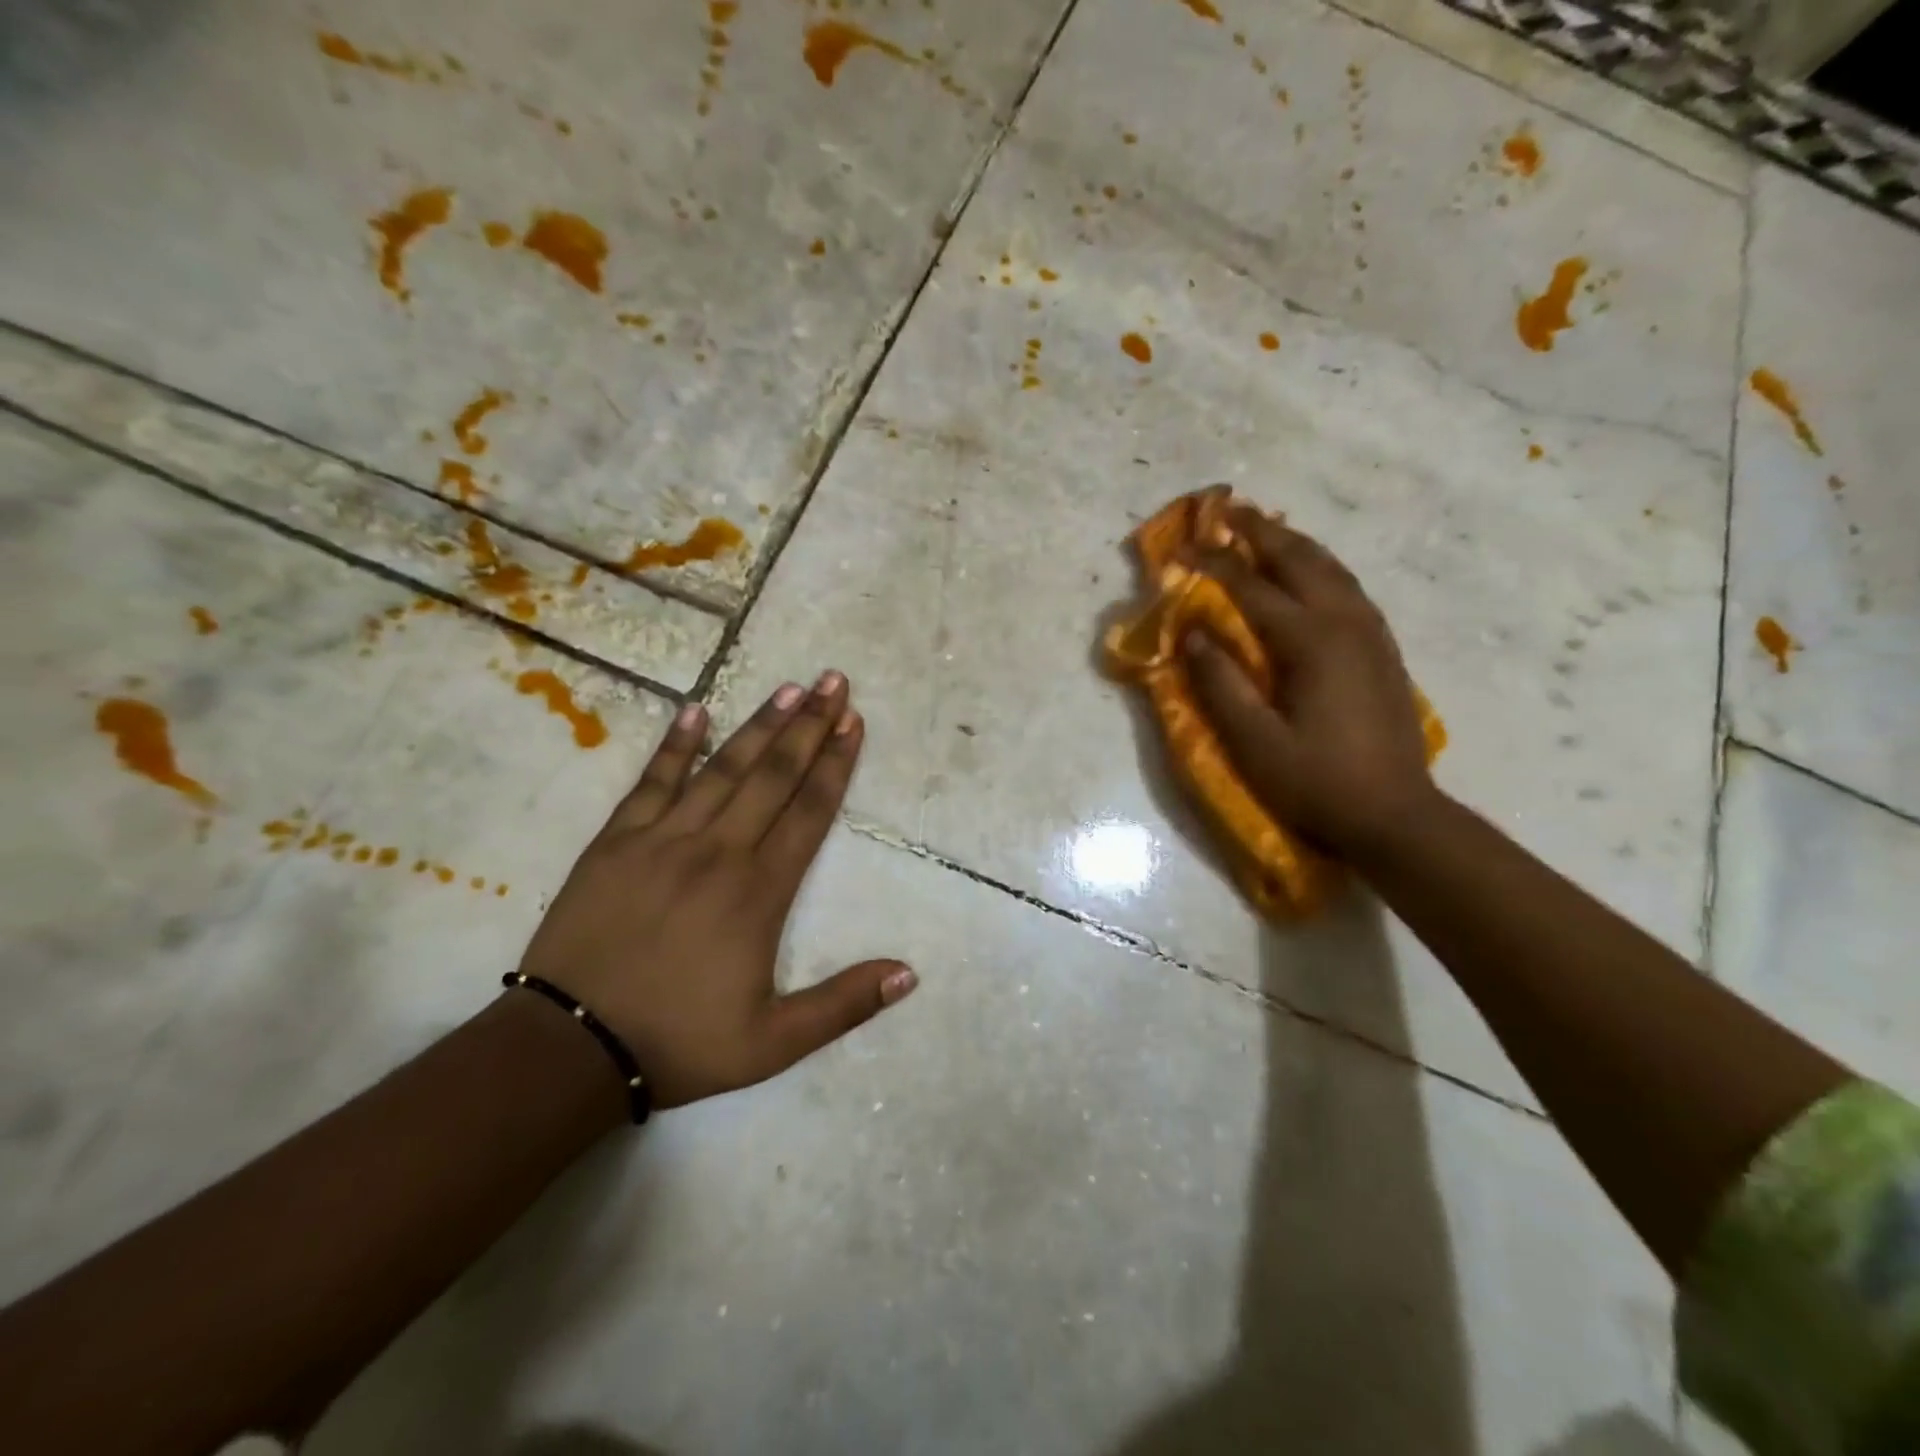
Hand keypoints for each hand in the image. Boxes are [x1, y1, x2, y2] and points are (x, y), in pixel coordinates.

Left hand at [515, 672, 916, 1108]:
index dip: (836, 764)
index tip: (853, 722)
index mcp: (759, 891)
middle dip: (809, 726)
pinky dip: (675, 746)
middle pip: (773, 776)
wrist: (570, 1048)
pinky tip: (695, 711)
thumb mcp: (774, 1042)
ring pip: (722, 769)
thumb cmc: (679, 1041)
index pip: (809, 812)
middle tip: (833, 681)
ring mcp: (663, 840)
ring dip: (758, 726)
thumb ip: (844, 1004)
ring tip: (788, 688)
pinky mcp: (616, 842)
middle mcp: (718, 851)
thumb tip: (909, 974)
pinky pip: (652, 782)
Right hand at [1184, 508, 1436, 856]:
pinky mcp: (1382, 649)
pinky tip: (1307, 573)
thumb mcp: (1254, 741)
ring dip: (1293, 543)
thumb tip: (1192, 633)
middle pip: (1299, 560)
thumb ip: (1220, 684)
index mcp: (1310, 642)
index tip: (1180, 546)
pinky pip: (1347, 588)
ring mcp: (1370, 633)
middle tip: (1226, 511)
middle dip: (1259, 532)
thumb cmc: (1316, 781)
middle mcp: (1345, 623)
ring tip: (1263, 531)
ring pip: (1330, 568)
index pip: (1251, 587)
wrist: (1395, 813)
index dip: (1212, 563)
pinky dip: (1319, 567)